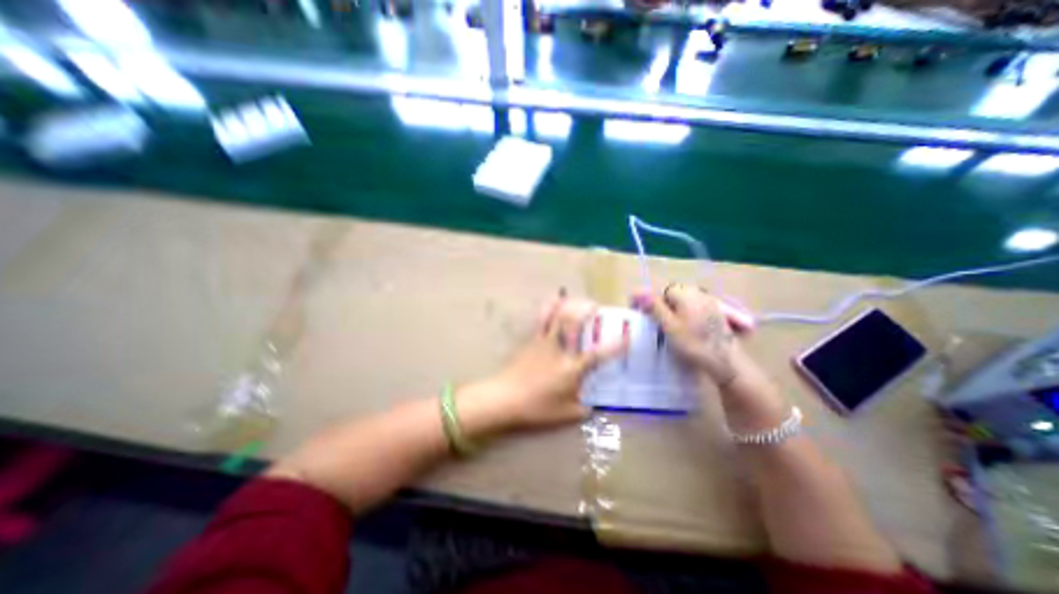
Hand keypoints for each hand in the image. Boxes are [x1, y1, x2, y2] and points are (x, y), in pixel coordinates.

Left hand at [462, 296, 622, 434]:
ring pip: (555, 314)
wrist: (504, 398)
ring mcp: (543, 341)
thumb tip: (593, 406)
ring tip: (574, 299)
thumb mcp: (565, 415)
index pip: (598, 354)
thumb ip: (584, 410)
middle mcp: (559, 349)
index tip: (628, 337)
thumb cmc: (536, 408)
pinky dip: (549, 307)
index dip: (616, 345)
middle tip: (594, 305)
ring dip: (567, 303)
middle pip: (573, 321)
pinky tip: (553, 302)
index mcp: (571, 368)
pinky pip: (541, 318)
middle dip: (586, 309)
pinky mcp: (530, 339)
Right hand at [632, 283, 736, 385]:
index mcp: (686, 294)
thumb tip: (637, 291)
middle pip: (674, 295)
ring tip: (669, 328)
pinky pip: (695, 309)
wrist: (725, 362)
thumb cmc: (694, 343)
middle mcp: (699, 294)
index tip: (641, 314)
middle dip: (662, 306)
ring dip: (674, 311)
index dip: (650, 302)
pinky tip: (686, 330)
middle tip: (655, 323)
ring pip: (684, 302)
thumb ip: (653, 307)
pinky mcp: (716, 314)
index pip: (661, 292)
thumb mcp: (668, 325)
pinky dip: (686, 316)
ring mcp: (710, 303)